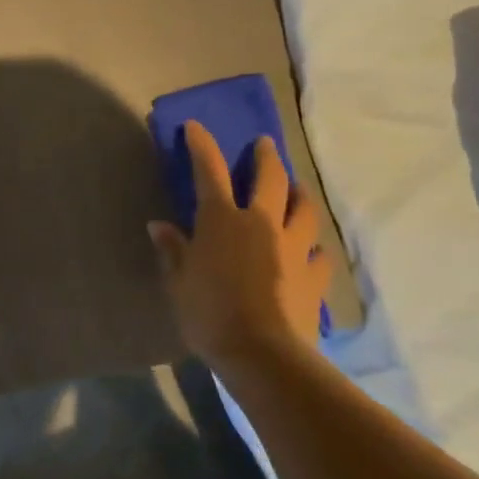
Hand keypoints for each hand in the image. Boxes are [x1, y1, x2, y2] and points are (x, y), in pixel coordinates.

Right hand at [148, 122, 332, 375]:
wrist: (263, 353)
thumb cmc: (209, 313)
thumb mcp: (178, 282)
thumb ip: (172, 250)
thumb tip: (158, 225)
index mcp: (223, 220)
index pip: (209, 171)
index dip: (202, 145)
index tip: (196, 126)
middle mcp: (262, 223)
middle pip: (270, 179)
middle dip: (266, 157)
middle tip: (265, 143)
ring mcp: (294, 248)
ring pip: (305, 210)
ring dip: (300, 194)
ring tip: (297, 190)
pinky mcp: (315, 276)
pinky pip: (319, 253)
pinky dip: (314, 246)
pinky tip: (312, 250)